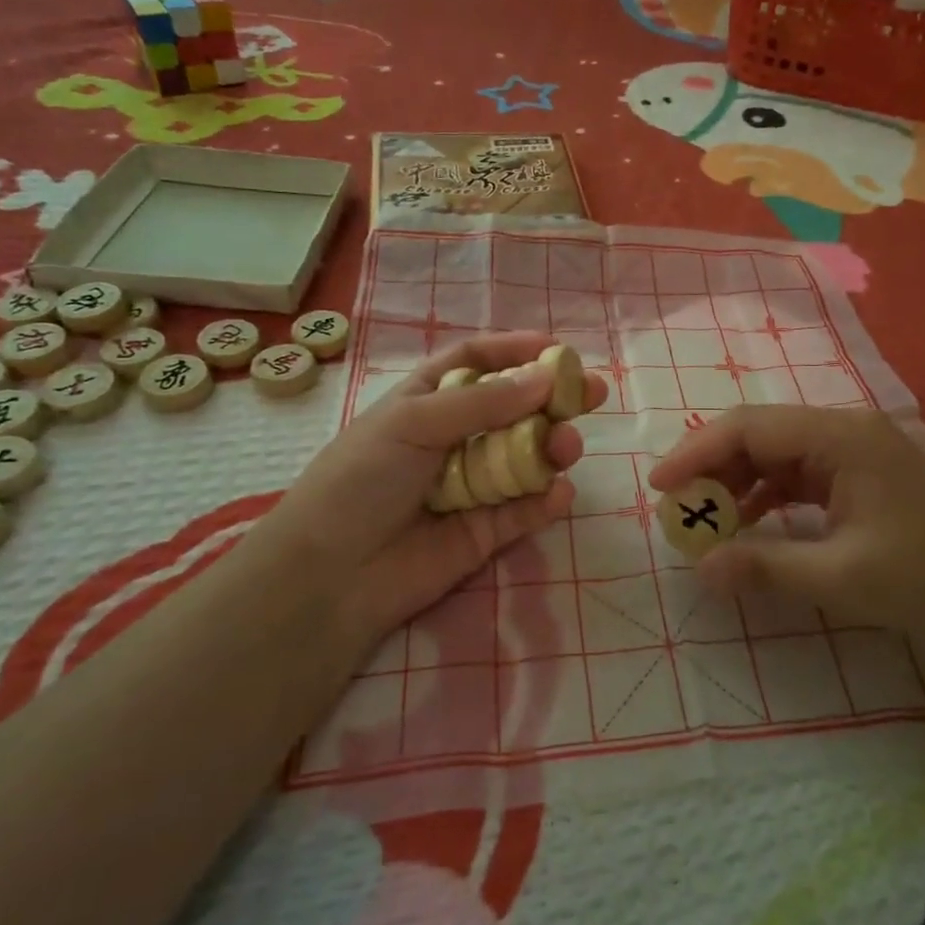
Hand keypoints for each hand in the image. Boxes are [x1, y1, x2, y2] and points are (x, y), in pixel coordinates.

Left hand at [247, 332, 604, 654]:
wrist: (331, 575)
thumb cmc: (362, 479)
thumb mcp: (414, 422)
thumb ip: (483, 402)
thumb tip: (546, 377)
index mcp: (427, 401)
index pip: (476, 362)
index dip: (515, 350)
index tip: (557, 348)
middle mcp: (454, 437)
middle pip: (514, 409)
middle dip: (553, 399)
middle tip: (594, 393)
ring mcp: (473, 484)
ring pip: (526, 457)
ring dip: (552, 448)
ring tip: (566, 447)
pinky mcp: (485, 531)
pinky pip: (524, 509)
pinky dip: (545, 501)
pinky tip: (559, 494)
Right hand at [648, 405, 924, 655]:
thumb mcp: (841, 579)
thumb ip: (765, 567)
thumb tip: (699, 568)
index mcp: (841, 437)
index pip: (751, 427)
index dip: (698, 452)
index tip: (660, 485)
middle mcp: (843, 431)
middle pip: (759, 433)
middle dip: (712, 467)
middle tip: (676, 506)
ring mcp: (851, 451)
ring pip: (774, 452)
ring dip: (736, 481)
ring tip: (704, 518)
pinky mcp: (856, 475)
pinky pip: (795, 473)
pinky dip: (764, 495)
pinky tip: (746, 522)